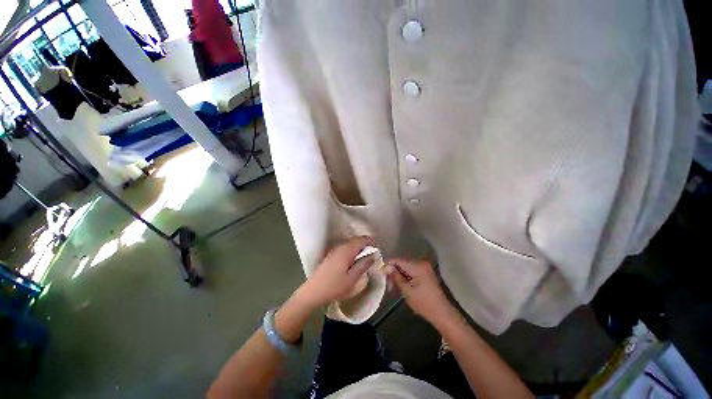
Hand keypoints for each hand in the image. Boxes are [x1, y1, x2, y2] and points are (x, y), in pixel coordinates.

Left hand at [296, 237, 375, 308]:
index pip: (362, 239)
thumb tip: (373, 255)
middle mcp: (340, 246)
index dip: (371, 244)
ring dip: (358, 251)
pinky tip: (351, 265)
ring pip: (351, 245)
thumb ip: (364, 264)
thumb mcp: (352, 278)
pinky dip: (351, 253)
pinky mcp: (331, 255)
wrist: (313, 292)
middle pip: (356, 240)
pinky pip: (345, 249)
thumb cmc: (334, 287)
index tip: (376, 254)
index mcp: (346, 250)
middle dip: (365, 247)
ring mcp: (334, 250)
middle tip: (370, 260)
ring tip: (362, 264)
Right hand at [385, 259, 458, 327]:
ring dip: (398, 276)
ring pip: (405, 268)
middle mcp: (421, 263)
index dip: (388, 265)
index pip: (398, 260)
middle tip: (387, 284)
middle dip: (393, 272)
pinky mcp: (425, 273)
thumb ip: (396, 277)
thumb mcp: (407, 291)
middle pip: (401, 263)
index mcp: (417, 266)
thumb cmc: (424, 304)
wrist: (443, 314)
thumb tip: (386, 267)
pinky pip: (411, 271)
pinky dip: (405, 277)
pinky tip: (401, 286)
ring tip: (393, 287)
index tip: (380, 273)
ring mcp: (424, 267)